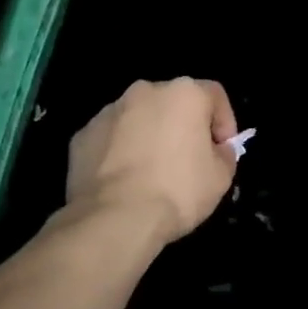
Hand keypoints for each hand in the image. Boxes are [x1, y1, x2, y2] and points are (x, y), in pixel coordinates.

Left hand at [66, 79, 238, 246]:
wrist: (114, 217)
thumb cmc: (177, 191)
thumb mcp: (221, 178)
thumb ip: (224, 154)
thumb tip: (216, 149)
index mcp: (183, 93)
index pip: (214, 95)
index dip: (224, 121)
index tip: (222, 150)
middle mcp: (144, 91)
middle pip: (172, 102)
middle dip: (182, 126)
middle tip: (187, 161)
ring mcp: (109, 111)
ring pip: (138, 118)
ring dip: (148, 136)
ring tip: (151, 174)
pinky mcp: (83, 134)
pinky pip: (111, 138)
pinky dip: (119, 152)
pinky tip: (123, 181)